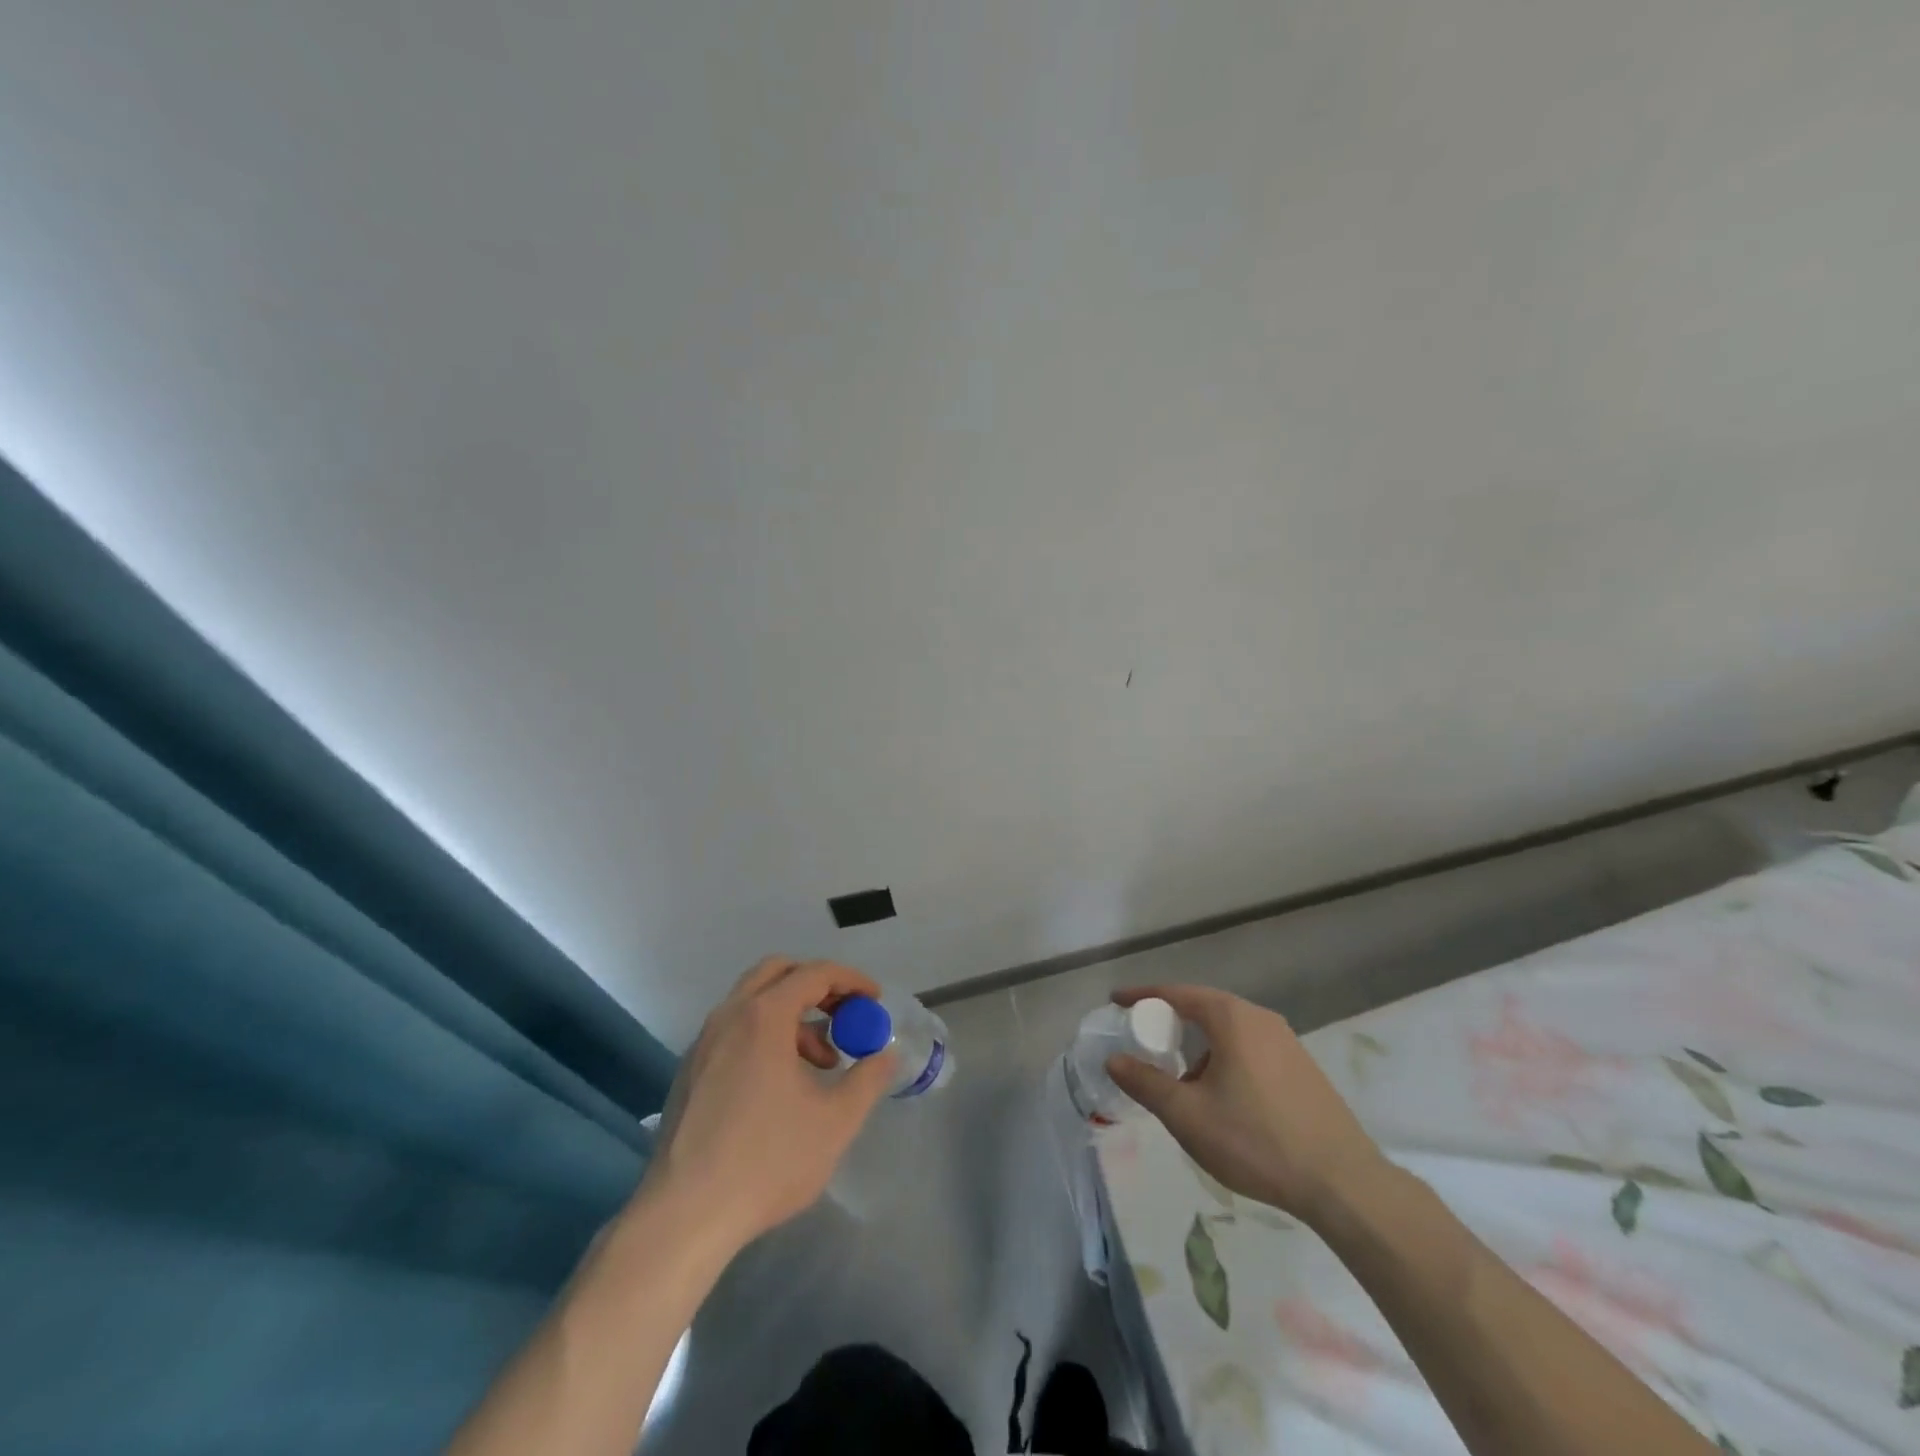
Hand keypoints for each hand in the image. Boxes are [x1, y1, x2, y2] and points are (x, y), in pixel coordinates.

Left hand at [641, 957, 895, 1246]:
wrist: (684, 1216)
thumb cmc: (767, 1161)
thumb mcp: (835, 1122)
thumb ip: (868, 1080)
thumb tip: (885, 1055)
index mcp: (764, 1017)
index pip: (814, 973)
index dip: (851, 981)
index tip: (875, 999)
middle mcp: (729, 1016)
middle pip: (777, 973)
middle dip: (817, 985)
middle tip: (844, 1014)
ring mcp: (703, 1043)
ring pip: (753, 1002)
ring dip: (792, 1014)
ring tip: (821, 1062)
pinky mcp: (690, 1071)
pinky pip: (734, 1030)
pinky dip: (765, 1034)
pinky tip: (781, 1083)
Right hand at [1107, 985, 1386, 1222]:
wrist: (1343, 1183)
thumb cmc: (1256, 1141)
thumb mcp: (1188, 1116)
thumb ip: (1146, 1083)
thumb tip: (1114, 1059)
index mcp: (1231, 1018)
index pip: (1176, 993)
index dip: (1142, 996)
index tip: (1116, 1001)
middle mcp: (1260, 1018)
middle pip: (1204, 1007)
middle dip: (1171, 1022)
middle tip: (1145, 1041)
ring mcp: (1287, 1041)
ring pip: (1229, 1030)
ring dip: (1200, 1045)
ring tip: (1183, 1080)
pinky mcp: (1303, 1067)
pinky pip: (1251, 1048)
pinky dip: (1225, 1058)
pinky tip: (1223, 1097)